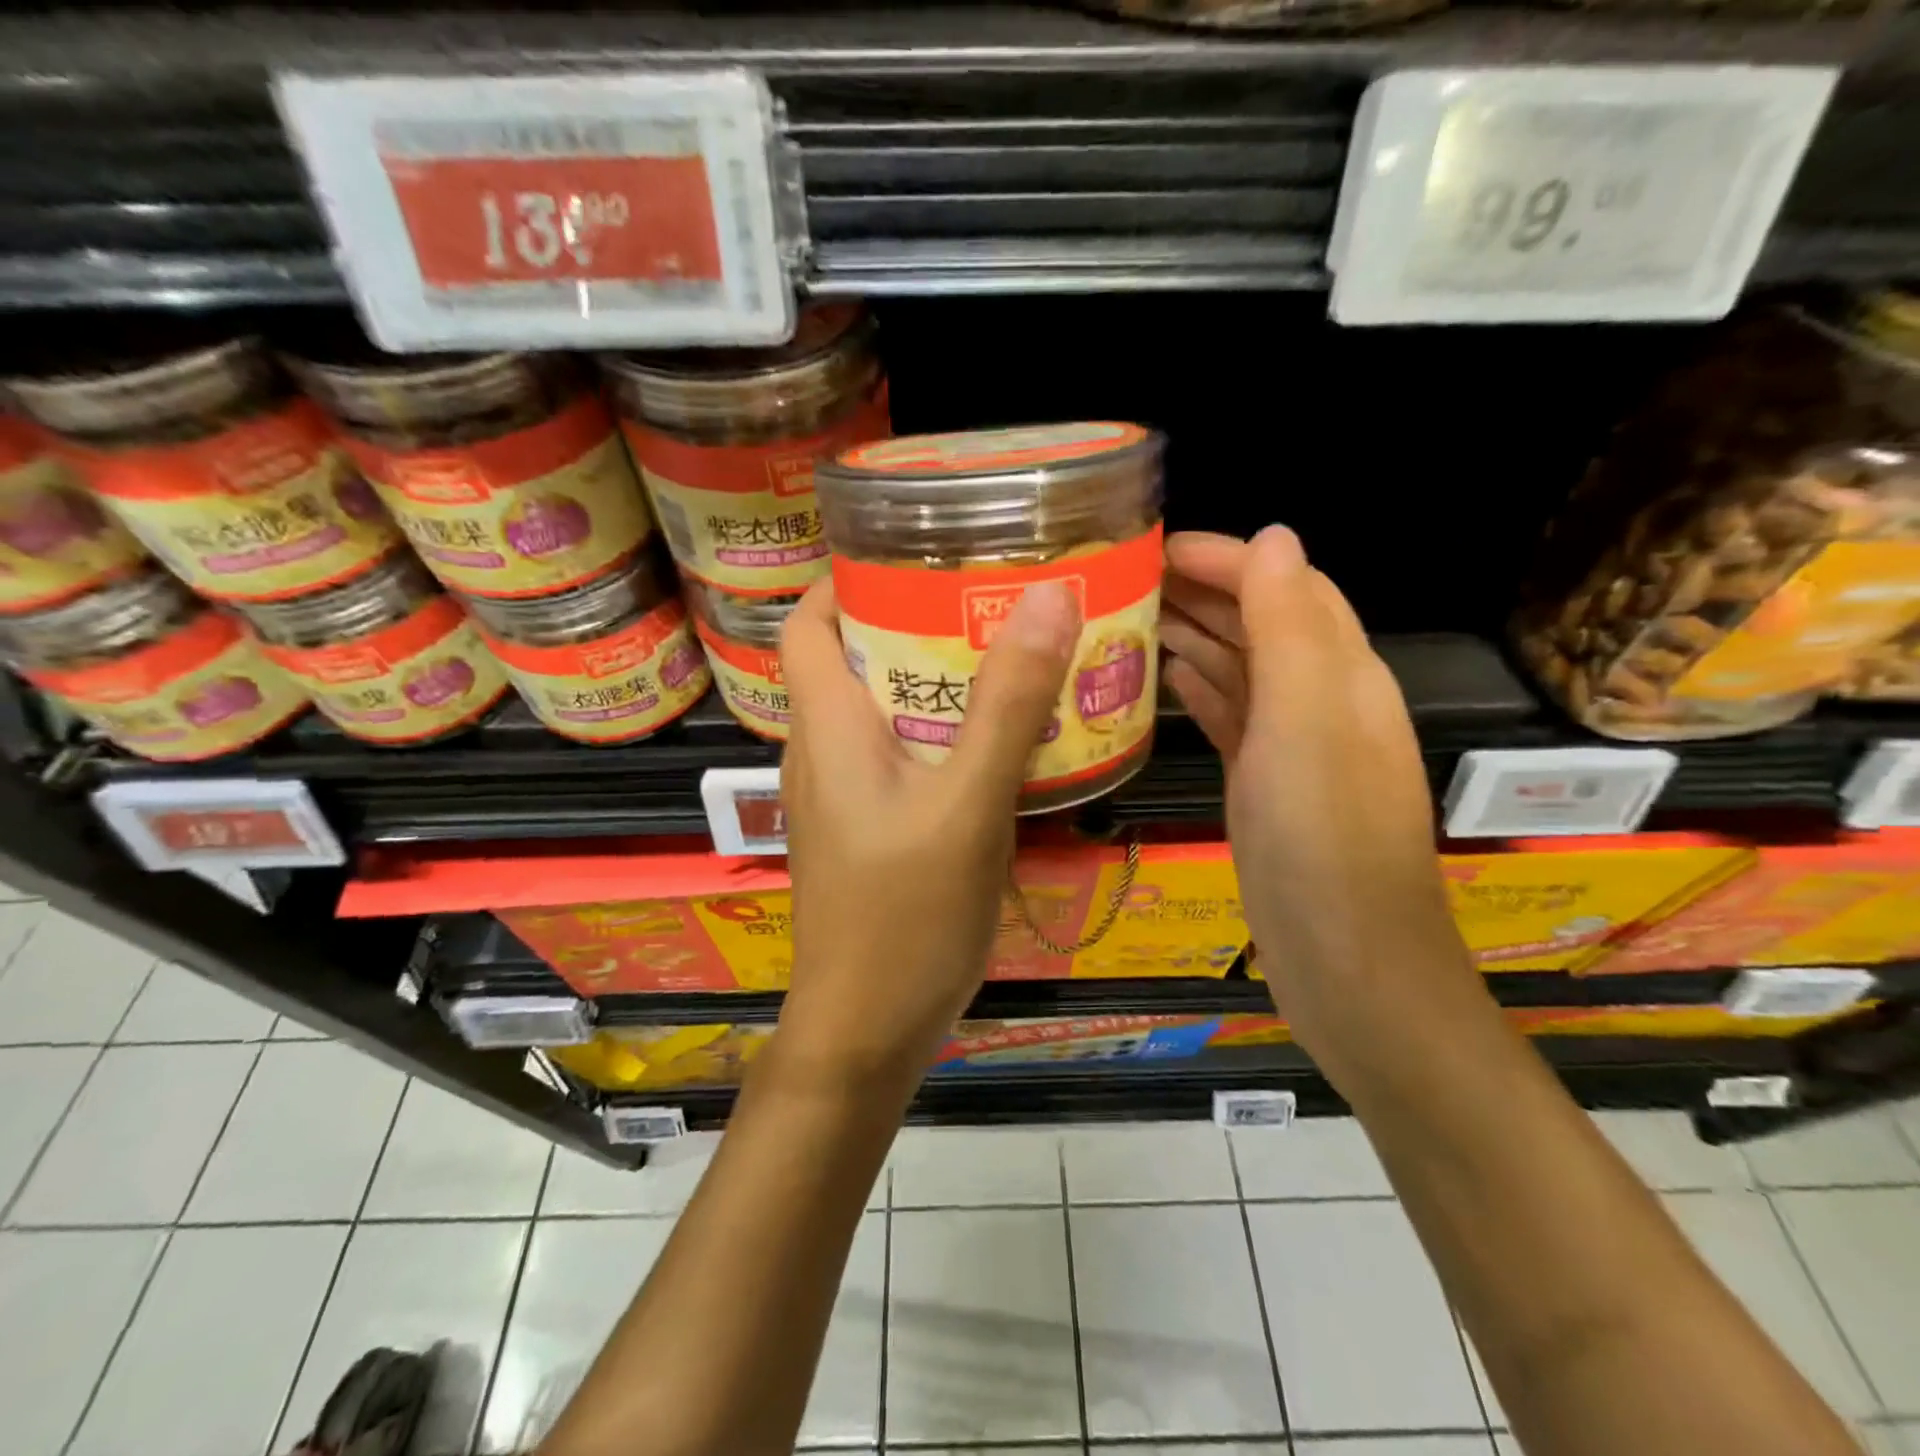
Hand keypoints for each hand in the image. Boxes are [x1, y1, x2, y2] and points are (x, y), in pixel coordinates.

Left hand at [773, 577, 1080, 1094]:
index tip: (916, 550)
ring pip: (883, 709)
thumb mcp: (967, 803)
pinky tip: (1000, 739)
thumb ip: (1006, 704)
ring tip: (1008, 652)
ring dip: (936, 678)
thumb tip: (1047, 597)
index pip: (808, 624)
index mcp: (827, 726)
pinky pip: (901, 756)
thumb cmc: (904, 915)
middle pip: (854, 658)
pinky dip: (943, 732)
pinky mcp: (869, 828)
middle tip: (991, 596)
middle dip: (914, 620)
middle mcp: (823, 751)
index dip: (847, 578)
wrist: (868, 1030)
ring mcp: (844, 794)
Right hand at [1160, 527, 1481, 1083]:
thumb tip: (1273, 536)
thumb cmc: (1323, 837)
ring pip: (1238, 669)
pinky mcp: (1263, 785)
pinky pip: (1228, 718)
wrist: (1346, 961)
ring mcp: (1290, 746)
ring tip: (1125, 621)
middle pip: (1258, 622)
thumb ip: (1289, 627)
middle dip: (1199, 592)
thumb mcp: (1307, 720)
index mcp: (1339, 672)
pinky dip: (1197, 691)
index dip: (1226, 557)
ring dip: (1191, 637)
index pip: (1284, 585)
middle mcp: (1320, 699)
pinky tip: (1160, 681)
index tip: (1155, 547)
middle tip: (1122, 582)